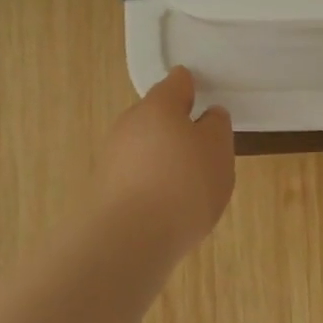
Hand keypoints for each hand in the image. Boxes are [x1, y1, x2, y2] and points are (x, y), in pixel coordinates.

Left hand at [93, 68, 234, 256]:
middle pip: (157, 115)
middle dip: (177, 127)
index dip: (193, 88)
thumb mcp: (218, 150)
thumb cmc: (184, 184)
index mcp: (159, 105)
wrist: (129, 241)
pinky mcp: (104, 189)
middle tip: (203, 150)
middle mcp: (129, 123)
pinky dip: (152, 183)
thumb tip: (207, 117)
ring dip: (163, 158)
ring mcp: (112, 157)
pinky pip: (136, 176)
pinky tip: (167, 207)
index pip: (178, 82)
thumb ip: (216, 126)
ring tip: (188, 185)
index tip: (206, 101)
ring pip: (145, 147)